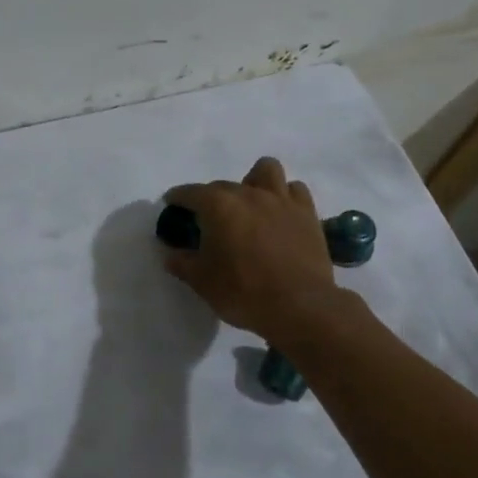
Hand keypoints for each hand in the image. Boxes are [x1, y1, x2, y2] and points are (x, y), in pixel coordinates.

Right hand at [161, 157, 335, 340]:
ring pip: (266, 170)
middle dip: (211, 198)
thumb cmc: (243, 292)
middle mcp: (249, 193)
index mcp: (218, 205)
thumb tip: (170, 254)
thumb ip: (182, 263)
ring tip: (250, 205)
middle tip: (209, 223)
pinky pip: (294, 191)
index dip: (177, 198)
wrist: (300, 307)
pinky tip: (279, 214)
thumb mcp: (202, 281)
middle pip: (223, 184)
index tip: (172, 205)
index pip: (190, 192)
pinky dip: (284, 197)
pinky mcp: (307, 213)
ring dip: (254, 182)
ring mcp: (281, 200)